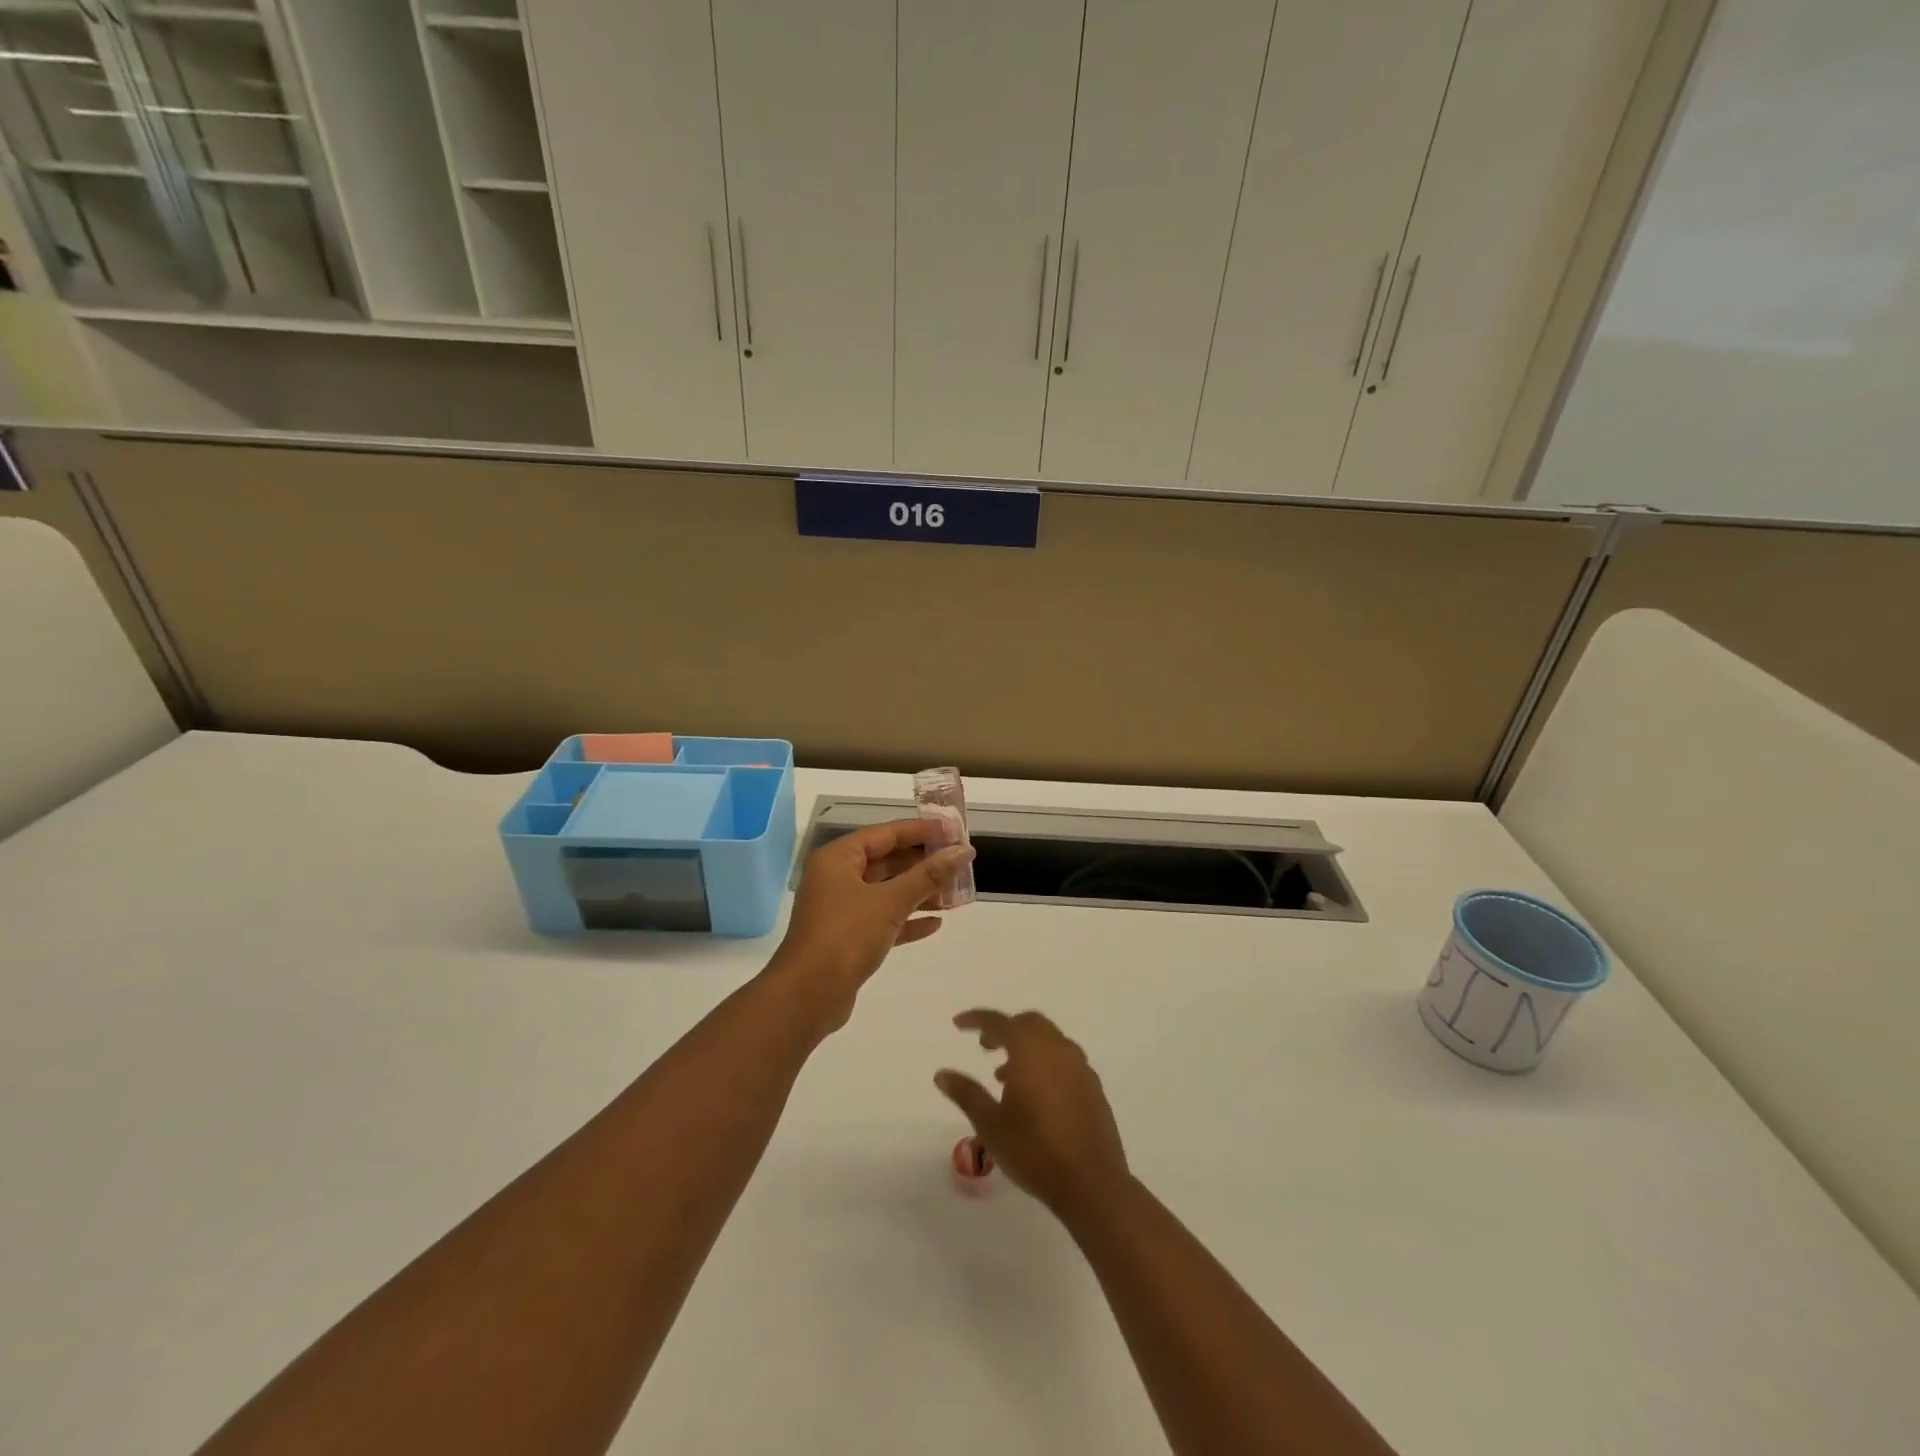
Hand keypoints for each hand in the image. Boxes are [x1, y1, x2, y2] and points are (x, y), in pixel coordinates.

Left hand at [765, 820, 973, 1033]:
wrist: (808, 996)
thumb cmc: (846, 935)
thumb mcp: (891, 901)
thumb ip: (929, 875)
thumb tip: (964, 851)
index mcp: (839, 858)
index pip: (885, 833)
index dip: (920, 831)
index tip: (953, 831)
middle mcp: (837, 878)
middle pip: (886, 862)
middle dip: (923, 864)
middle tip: (959, 864)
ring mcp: (841, 909)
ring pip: (887, 892)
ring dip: (919, 893)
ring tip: (956, 896)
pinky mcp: (848, 938)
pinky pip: (883, 920)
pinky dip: (907, 920)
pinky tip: (935, 924)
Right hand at [935, 1009, 1130, 1215]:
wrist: (1091, 1184)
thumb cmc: (1034, 1150)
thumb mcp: (990, 1125)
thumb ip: (966, 1094)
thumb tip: (941, 1074)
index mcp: (1031, 1050)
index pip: (1000, 1022)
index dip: (977, 1019)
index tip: (958, 1023)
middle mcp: (1058, 1049)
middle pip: (1029, 1023)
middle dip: (1005, 1029)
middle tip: (985, 1047)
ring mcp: (1080, 1067)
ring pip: (1049, 1040)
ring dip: (1026, 1047)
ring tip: (1005, 1076)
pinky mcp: (1093, 1087)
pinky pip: (1064, 1059)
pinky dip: (1045, 1062)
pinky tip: (1035, 1094)